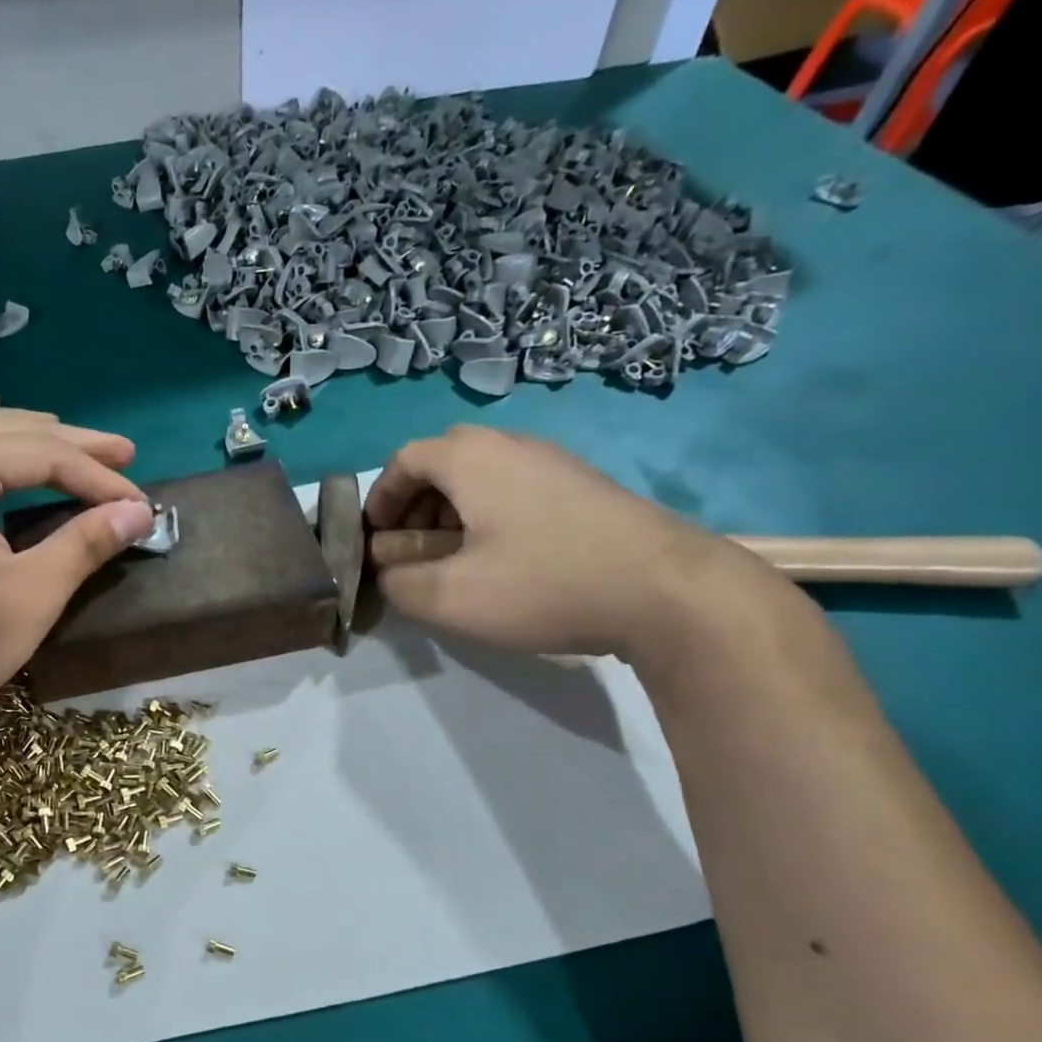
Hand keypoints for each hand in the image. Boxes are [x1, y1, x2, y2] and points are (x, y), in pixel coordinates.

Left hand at [0, 409, 153, 739]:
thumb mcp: (33, 594)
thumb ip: (86, 543)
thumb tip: (140, 512)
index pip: (42, 455)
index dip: (98, 477)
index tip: (143, 504)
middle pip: (11, 432)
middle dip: (72, 446)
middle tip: (126, 454)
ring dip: (34, 441)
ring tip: (79, 451)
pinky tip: (19, 467)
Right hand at [365, 425, 770, 662]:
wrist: (667, 590)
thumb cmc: (544, 583)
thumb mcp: (451, 597)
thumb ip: (400, 583)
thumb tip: (390, 570)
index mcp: (470, 458)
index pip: (404, 459)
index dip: (379, 499)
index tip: (374, 540)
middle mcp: (510, 444)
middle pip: (442, 461)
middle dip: (415, 504)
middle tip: (412, 548)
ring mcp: (553, 461)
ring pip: (481, 474)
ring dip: (452, 511)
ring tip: (454, 558)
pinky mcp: (583, 485)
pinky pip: (515, 487)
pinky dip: (490, 514)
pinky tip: (504, 558)